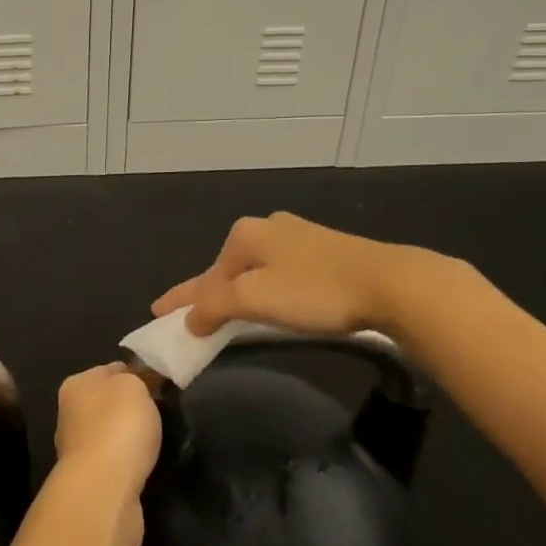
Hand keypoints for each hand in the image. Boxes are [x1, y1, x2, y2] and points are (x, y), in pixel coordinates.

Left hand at [52, 364, 160, 545]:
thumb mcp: (134, 386)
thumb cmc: (118, 426)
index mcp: (75, 385)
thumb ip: (136, 379)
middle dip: (131, 407)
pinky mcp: (90, 480)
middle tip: (161, 412)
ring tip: (157, 441)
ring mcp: (78, 450)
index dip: (135, 374)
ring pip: (110, 434)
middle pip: (108, 403)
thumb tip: (138, 384)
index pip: (110, 370)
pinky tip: (145, 465)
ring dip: (129, 437)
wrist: (105, 489)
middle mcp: (70, 414)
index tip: (159, 384)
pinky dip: (129, 462)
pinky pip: (115, 461)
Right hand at [151, 211, 458, 340]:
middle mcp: (267, 227)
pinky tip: (268, 300)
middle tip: (190, 318)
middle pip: (227, 269)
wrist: (388, 283)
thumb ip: (215, 306)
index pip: (203, 276)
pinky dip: (264, 289)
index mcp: (244, 235)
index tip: (157, 313)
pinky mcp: (324, 250)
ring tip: (224, 312)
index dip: (180, 297)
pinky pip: (278, 272)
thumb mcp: (255, 300)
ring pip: (254, 270)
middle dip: (208, 292)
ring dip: (237, 292)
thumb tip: (189, 318)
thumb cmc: (314, 291)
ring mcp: (297, 236)